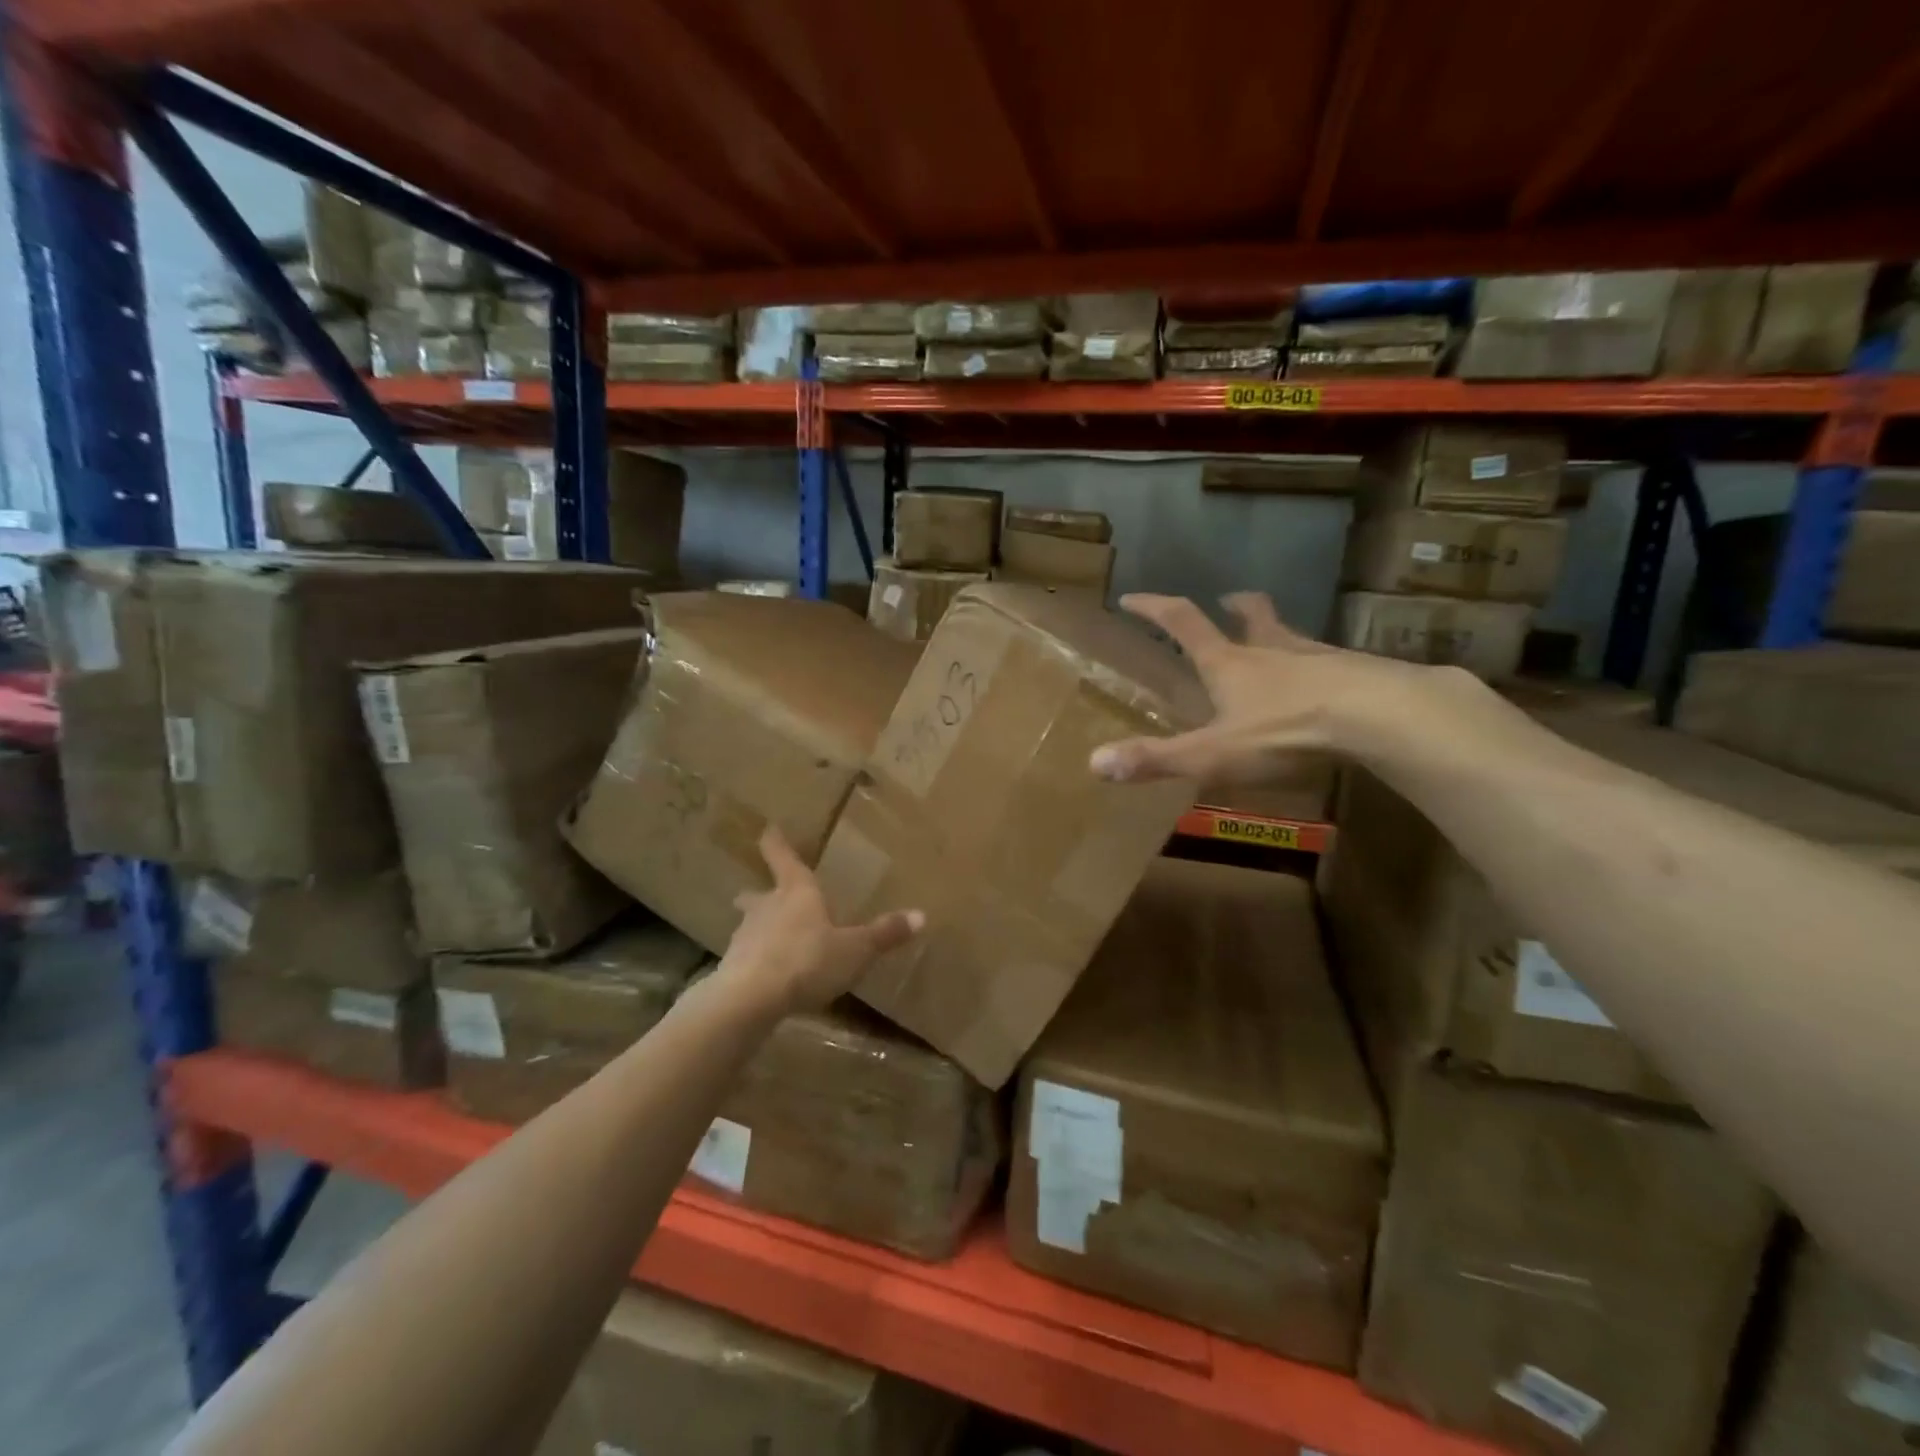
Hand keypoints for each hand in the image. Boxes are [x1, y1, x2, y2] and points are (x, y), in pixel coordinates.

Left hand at [718, 826, 923, 1016]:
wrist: (750, 1000)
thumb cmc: (808, 960)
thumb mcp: (856, 949)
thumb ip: (885, 934)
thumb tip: (922, 915)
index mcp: (797, 892)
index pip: (783, 857)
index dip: (776, 842)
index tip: (768, 829)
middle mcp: (767, 907)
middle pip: (759, 893)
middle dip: (761, 892)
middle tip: (759, 891)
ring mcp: (745, 937)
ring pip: (751, 924)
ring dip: (758, 926)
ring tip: (768, 936)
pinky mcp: (733, 967)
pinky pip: (747, 956)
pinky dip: (756, 959)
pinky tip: (766, 974)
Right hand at [1091, 591, 1430, 783]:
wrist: (1379, 717)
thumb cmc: (1285, 731)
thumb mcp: (1212, 754)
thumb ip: (1156, 759)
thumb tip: (1094, 763)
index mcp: (1230, 664)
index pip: (1183, 623)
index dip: (1154, 608)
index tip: (1131, 597)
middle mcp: (1272, 651)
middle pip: (1252, 617)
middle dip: (1235, 607)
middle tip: (1228, 601)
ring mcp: (1319, 659)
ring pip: (1294, 636)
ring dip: (1279, 633)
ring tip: (1278, 641)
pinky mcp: (1359, 675)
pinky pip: (1334, 664)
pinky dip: (1323, 668)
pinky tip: (1332, 686)